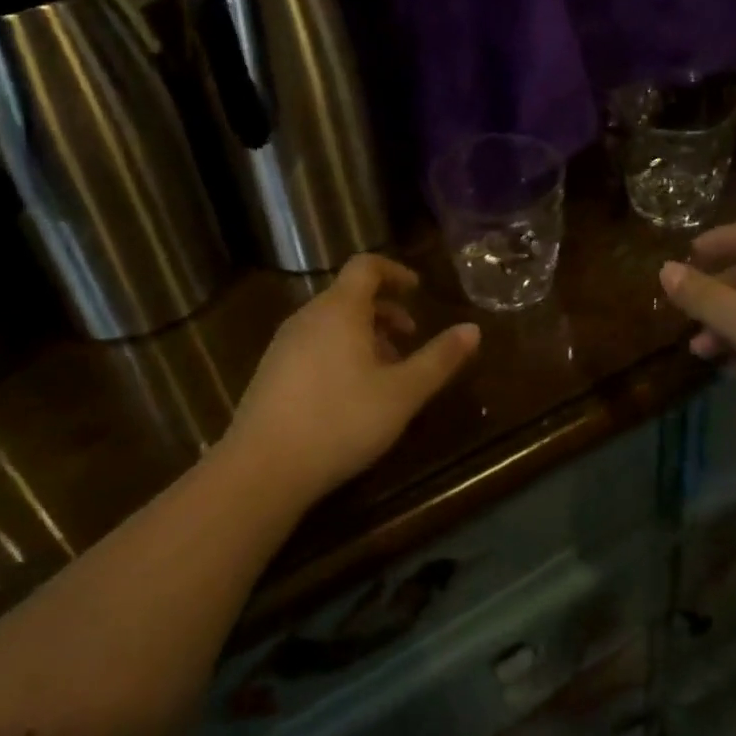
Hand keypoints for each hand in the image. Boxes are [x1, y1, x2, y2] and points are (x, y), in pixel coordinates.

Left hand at [223, 254, 480, 503]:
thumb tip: (473, 330)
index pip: (366, 266)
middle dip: (384, 310)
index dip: (395, 271)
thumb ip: (439, 359)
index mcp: (340, 309)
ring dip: (364, 334)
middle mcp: (308, 317)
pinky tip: (350, 394)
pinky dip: (340, 351)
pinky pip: (313, 344)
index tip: (417, 290)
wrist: (261, 470)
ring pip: (331, 323)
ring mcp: (284, 344)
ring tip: (386, 371)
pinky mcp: (271, 372)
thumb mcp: (402, 393)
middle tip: (410, 337)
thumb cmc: (340, 421)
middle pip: (350, 295)